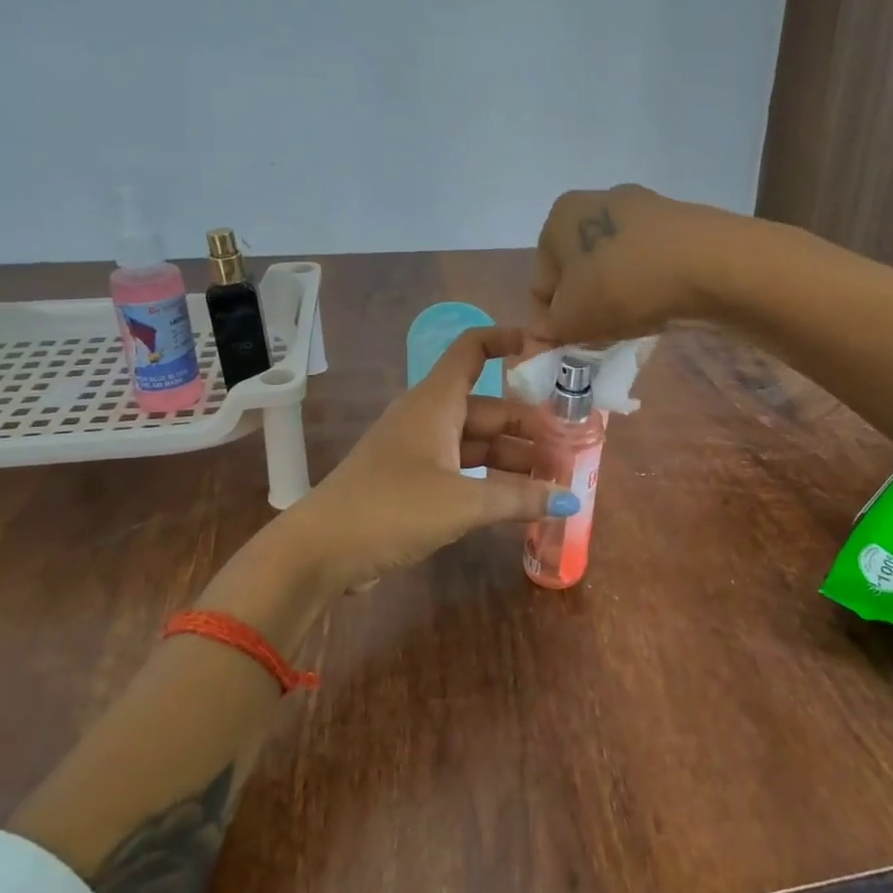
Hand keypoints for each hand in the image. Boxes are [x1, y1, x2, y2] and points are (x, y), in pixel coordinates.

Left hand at [265, 327, 577, 593]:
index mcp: (435, 402)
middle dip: (530, 428)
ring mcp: (420, 451)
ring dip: (514, 460)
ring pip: (478, 444)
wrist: (320, 551)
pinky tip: (520, 502)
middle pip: (489, 409)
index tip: (547, 352)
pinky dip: (492, 482)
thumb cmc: (391, 508)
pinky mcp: (413, 483)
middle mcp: (429, 418)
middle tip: (573, 449)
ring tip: (556, 481)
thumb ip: (517, 499)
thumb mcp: (461, 502)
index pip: (472, 350)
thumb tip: (569, 499)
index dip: (507, 341)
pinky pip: (463, 471)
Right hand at [531, 185, 739, 344]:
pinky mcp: (680, 222)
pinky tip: (662, 304)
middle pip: (581, 268)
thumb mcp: (571, 320)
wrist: (705, 264)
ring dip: (619, 294)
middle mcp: (598, 199)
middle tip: (603, 334)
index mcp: (560, 217)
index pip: (543, 281)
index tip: (572, 341)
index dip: (552, 318)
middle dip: (588, 303)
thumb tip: (541, 333)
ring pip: (617, 264)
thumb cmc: (620, 286)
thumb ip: (549, 330)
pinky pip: (651, 261)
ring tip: (636, 321)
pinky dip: (650, 284)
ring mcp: (643, 207)